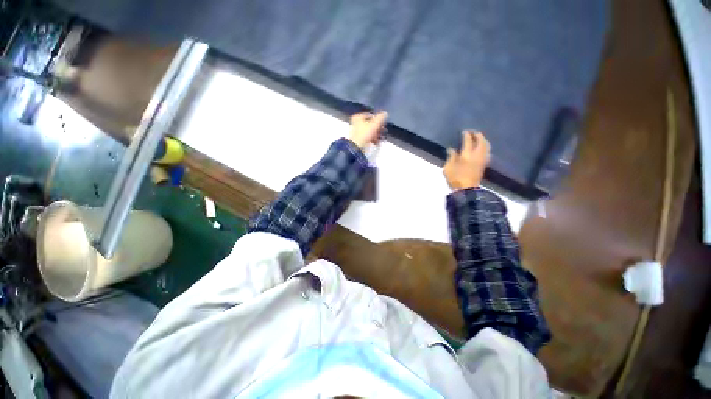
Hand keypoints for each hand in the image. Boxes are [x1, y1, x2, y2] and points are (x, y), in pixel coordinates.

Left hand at [348, 111, 387, 148]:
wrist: (357, 147)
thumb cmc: (364, 134)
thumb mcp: (375, 124)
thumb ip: (380, 118)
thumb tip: (385, 113)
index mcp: (358, 117)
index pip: (370, 115)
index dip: (377, 120)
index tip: (382, 124)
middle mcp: (356, 123)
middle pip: (370, 124)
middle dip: (377, 129)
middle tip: (381, 132)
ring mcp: (357, 132)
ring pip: (369, 131)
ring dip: (376, 135)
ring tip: (379, 138)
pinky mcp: (359, 140)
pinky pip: (367, 137)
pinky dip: (372, 139)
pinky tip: (376, 142)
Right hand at [443, 131, 490, 189]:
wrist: (467, 190)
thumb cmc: (456, 178)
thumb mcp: (448, 168)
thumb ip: (451, 157)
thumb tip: (452, 149)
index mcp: (467, 154)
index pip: (468, 140)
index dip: (467, 135)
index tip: (464, 131)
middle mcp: (477, 154)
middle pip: (481, 141)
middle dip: (478, 135)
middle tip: (473, 132)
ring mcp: (482, 159)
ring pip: (486, 146)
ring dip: (483, 140)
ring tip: (479, 138)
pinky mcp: (484, 164)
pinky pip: (487, 151)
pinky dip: (485, 147)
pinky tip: (482, 148)